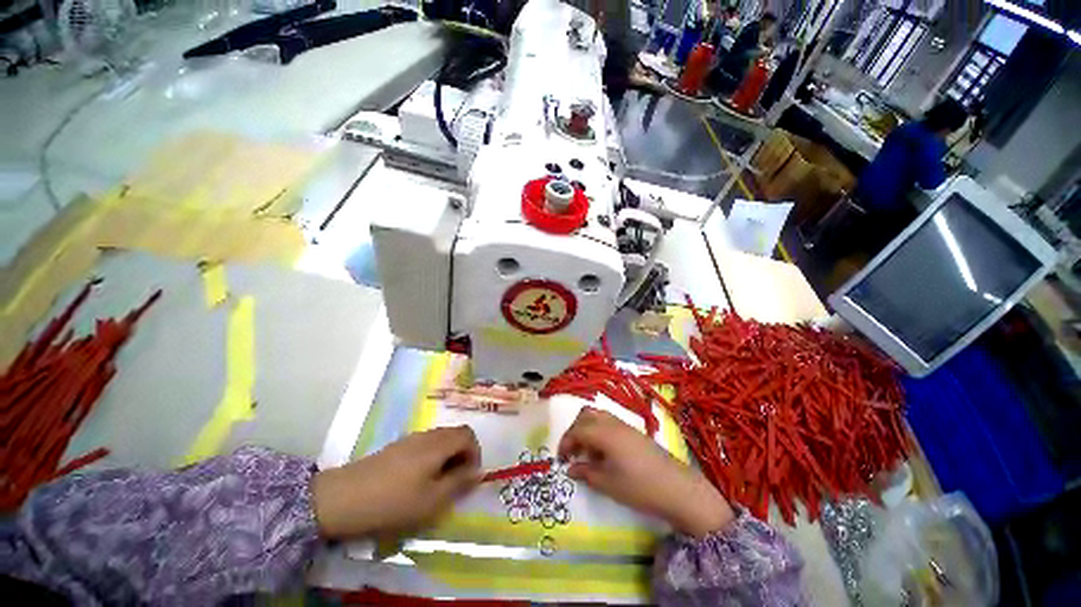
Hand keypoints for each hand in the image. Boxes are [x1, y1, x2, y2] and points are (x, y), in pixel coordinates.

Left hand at [311, 426, 480, 539]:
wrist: (342, 499)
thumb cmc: (393, 502)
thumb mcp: (432, 500)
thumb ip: (459, 483)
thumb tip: (478, 472)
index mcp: (438, 444)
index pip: (468, 435)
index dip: (475, 453)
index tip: (469, 477)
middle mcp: (427, 435)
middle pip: (455, 434)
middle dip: (462, 454)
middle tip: (456, 481)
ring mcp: (410, 439)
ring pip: (440, 439)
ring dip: (447, 456)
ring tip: (437, 483)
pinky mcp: (397, 447)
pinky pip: (425, 445)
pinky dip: (432, 457)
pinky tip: (417, 480)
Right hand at [558, 407, 734, 537]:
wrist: (677, 487)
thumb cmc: (638, 487)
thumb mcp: (607, 483)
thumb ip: (585, 472)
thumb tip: (571, 468)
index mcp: (603, 433)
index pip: (577, 430)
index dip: (565, 443)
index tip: (561, 459)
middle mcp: (612, 422)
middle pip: (585, 415)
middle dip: (574, 431)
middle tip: (572, 452)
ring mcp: (624, 425)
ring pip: (597, 415)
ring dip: (586, 428)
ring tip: (587, 452)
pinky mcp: (633, 431)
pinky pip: (608, 422)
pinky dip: (598, 430)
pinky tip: (603, 452)